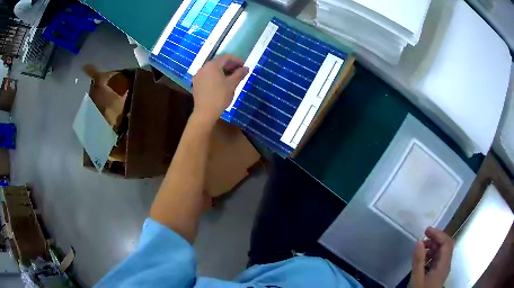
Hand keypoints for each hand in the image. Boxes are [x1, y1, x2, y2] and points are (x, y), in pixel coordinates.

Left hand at [192, 54, 248, 124]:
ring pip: (212, 69)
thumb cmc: (220, 96)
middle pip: (218, 62)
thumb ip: (239, 74)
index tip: (243, 66)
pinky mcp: (196, 83)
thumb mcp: (232, 84)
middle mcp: (203, 67)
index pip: (226, 57)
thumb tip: (246, 68)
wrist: (205, 112)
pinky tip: (220, 83)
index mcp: (212, 65)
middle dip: (229, 65)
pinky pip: (207, 75)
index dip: (236, 60)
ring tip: (230, 77)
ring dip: (222, 71)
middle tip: (238, 71)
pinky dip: (214, 76)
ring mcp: (198, 75)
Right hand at [410, 227, 453, 287]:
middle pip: (446, 246)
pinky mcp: (438, 274)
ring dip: (433, 246)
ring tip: (421, 248)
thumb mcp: (417, 279)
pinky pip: (438, 259)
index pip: (446, 243)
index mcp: (443, 265)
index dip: (438, 234)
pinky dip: (431, 255)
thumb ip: (418, 261)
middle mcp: (446, 265)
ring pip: (442, 252)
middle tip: (424, 237)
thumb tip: (419, 241)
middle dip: (436, 239)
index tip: (426, 230)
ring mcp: (442, 269)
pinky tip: (423, 259)